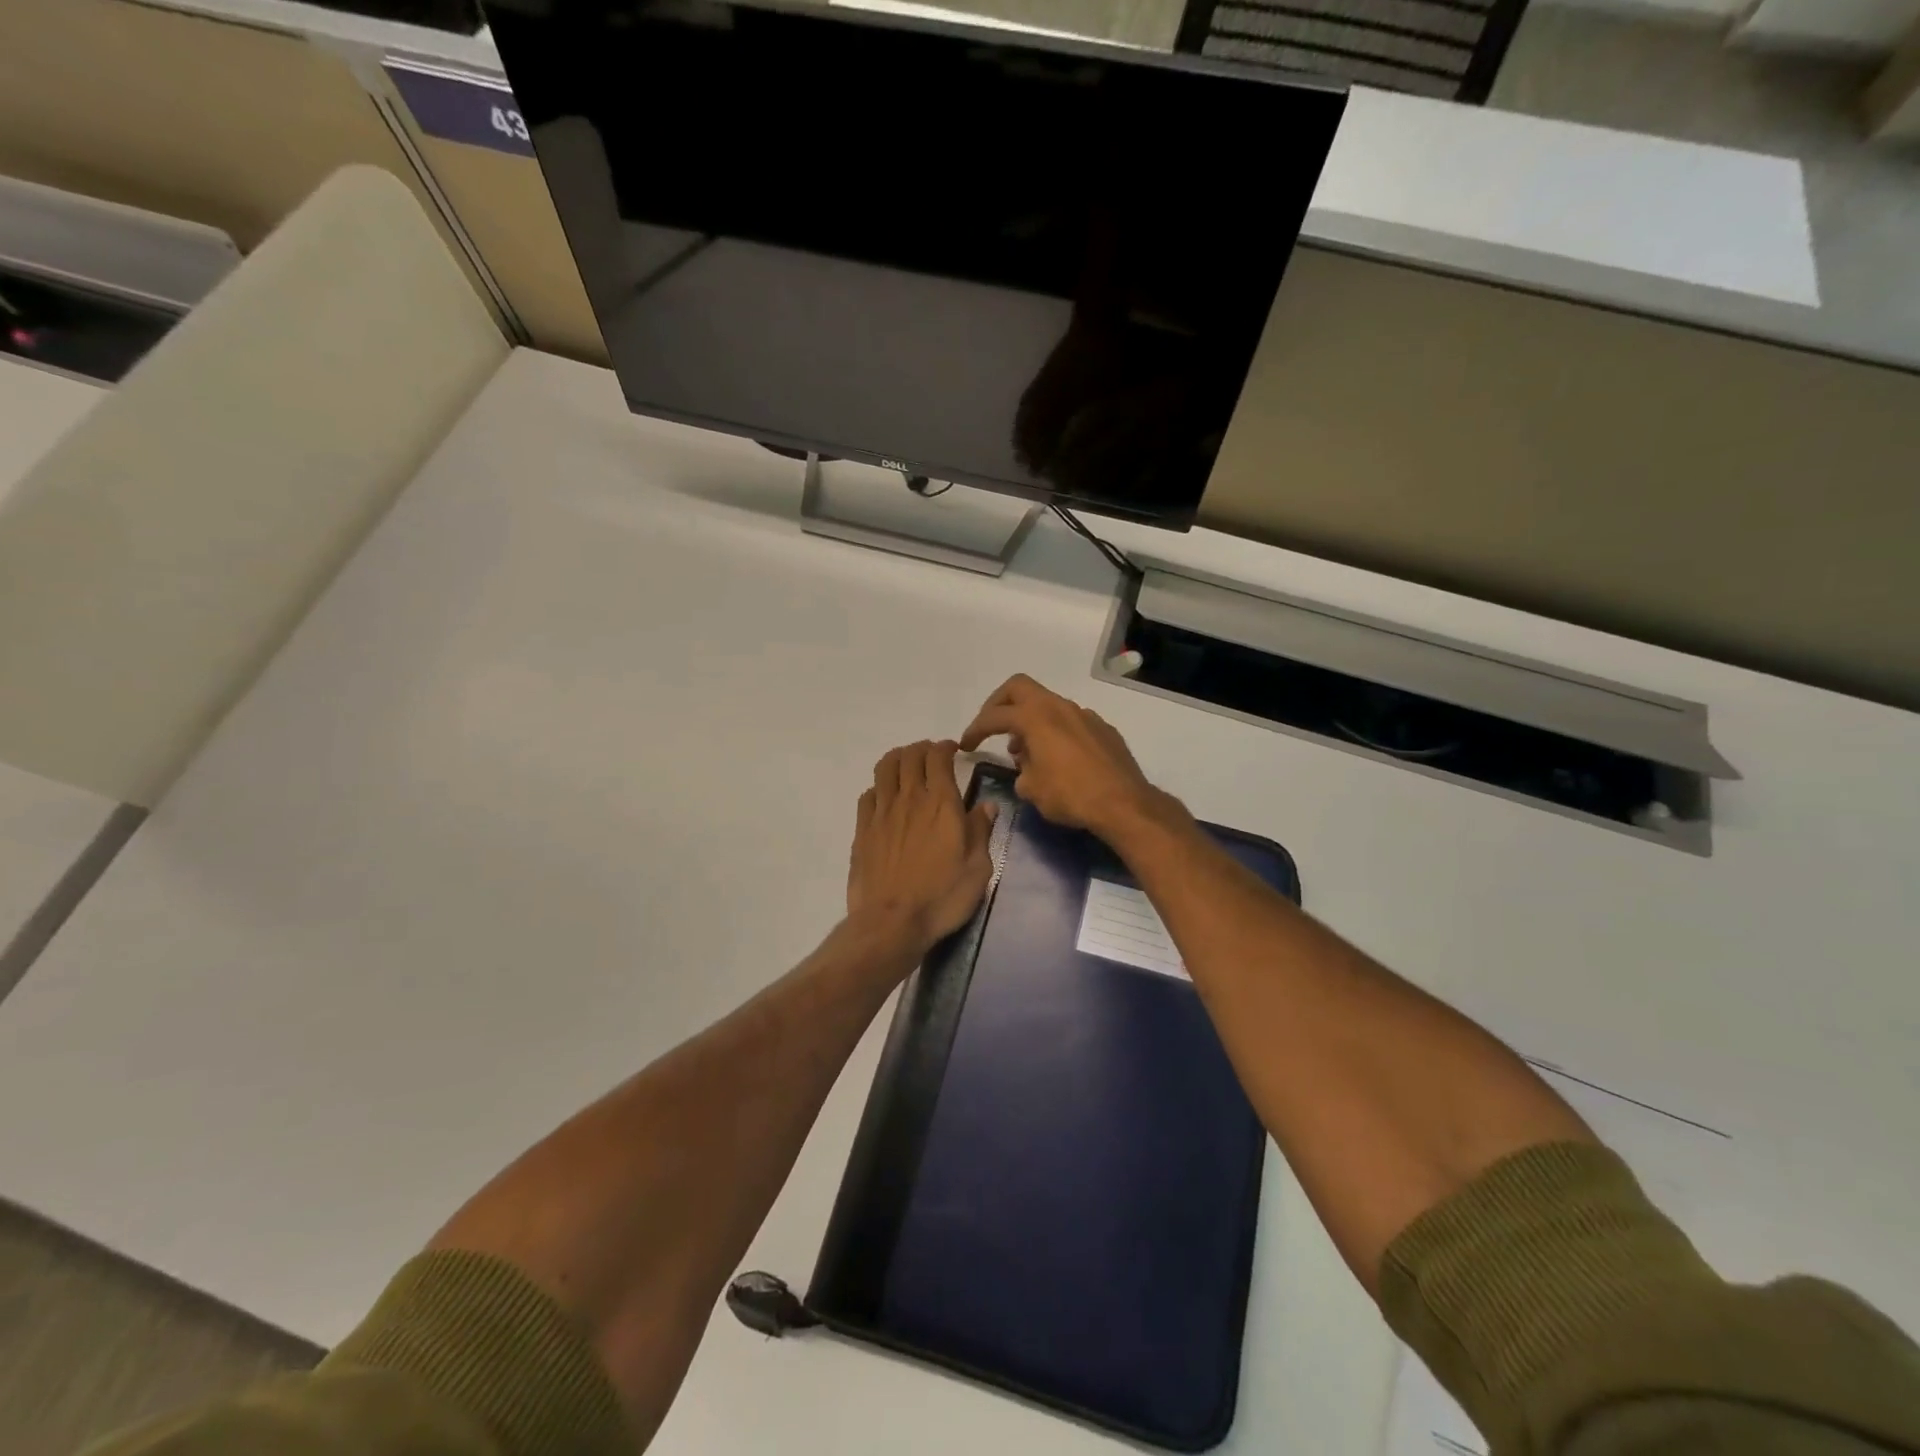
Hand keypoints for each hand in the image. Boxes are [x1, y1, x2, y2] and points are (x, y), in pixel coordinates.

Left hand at [847, 740, 996, 954]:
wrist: (892, 922)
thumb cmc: (942, 897)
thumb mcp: (978, 868)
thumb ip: (981, 831)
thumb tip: (986, 805)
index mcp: (941, 803)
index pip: (938, 757)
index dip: (945, 747)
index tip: (954, 751)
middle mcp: (909, 798)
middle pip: (910, 755)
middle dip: (922, 748)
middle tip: (932, 756)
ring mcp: (881, 812)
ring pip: (884, 768)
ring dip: (897, 759)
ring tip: (907, 766)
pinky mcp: (862, 830)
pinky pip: (868, 795)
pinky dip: (879, 788)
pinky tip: (885, 799)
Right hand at [959, 675, 1165, 840]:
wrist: (1124, 804)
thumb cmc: (1071, 795)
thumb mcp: (1032, 789)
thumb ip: (1021, 771)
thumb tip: (1026, 766)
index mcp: (1036, 717)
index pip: (995, 715)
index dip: (975, 729)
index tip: (966, 745)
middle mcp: (1060, 707)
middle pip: (1019, 688)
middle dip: (999, 704)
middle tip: (991, 727)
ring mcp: (1085, 715)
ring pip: (1047, 705)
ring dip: (1029, 721)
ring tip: (1024, 752)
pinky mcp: (1103, 729)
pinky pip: (1070, 722)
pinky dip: (1055, 732)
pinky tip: (1058, 760)